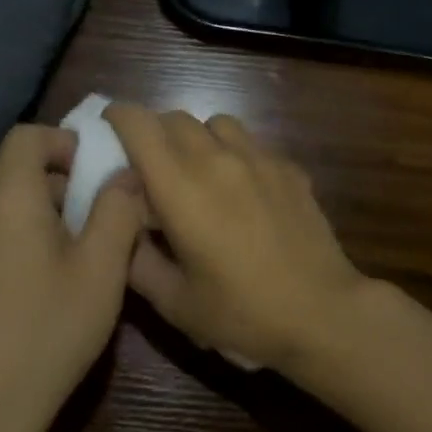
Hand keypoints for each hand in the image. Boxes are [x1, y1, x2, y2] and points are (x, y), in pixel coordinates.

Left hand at [0, 124, 146, 431]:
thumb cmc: (49, 329)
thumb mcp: (101, 268)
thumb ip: (117, 210)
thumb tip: (126, 174)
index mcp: (8, 196)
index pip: (27, 136)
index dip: (64, 141)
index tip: (95, 173)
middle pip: (13, 164)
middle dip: (58, 174)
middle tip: (95, 209)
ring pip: (3, 197)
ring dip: (41, 203)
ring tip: (77, 241)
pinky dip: (22, 228)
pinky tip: (48, 273)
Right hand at [103, 106, 365, 372]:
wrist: (323, 314)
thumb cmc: (242, 314)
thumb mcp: (174, 303)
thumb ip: (137, 260)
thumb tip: (123, 229)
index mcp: (181, 187)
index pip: (139, 125)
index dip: (117, 119)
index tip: (108, 130)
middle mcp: (217, 159)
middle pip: (174, 118)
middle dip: (153, 132)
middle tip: (149, 165)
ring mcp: (259, 158)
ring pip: (216, 123)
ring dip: (196, 138)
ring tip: (197, 171)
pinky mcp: (289, 167)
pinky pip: (251, 143)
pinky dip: (233, 153)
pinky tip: (241, 189)